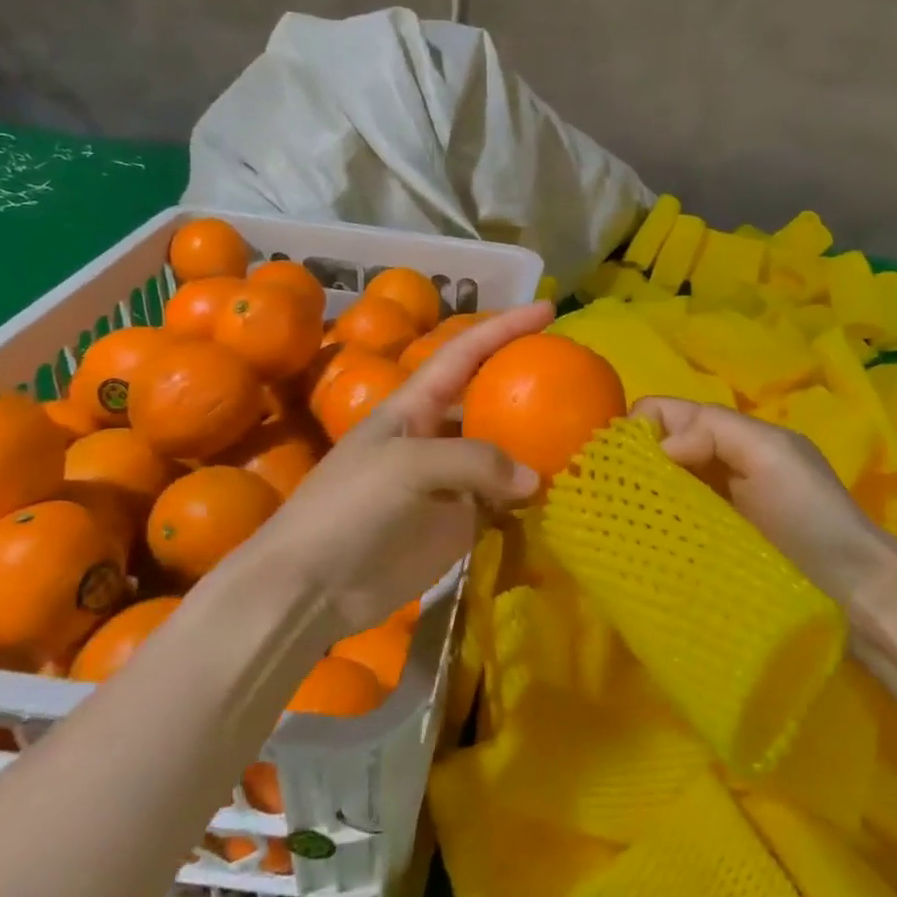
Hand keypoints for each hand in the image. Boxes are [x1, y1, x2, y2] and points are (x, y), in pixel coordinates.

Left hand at [235, 302, 554, 643]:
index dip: (503, 327)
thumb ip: (474, 462)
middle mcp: (436, 436)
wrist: (311, 587)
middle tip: (579, 382)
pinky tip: (564, 493)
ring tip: (586, 438)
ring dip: (538, 446)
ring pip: (504, 453)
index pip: (465, 353)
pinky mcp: (459, 523)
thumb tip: (535, 480)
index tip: (548, 309)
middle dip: (530, 386)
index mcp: (414, 406)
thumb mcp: (406, 467)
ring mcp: (450, 482)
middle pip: (491, 400)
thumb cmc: (347, 509)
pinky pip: (504, 502)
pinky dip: (532, 497)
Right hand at [632, 397, 896, 606]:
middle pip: (655, 449)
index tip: (617, 461)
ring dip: (637, 497)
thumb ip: (714, 431)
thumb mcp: (772, 454)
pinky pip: (666, 524)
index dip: (637, 427)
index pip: (665, 412)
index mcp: (729, 435)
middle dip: (630, 464)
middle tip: (608, 496)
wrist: (854, 594)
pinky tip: (635, 541)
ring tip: (614, 522)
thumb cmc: (813, 516)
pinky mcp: (705, 548)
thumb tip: (658, 447)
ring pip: (657, 487)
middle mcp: (714, 464)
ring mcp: (708, 509)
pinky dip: (649, 526)